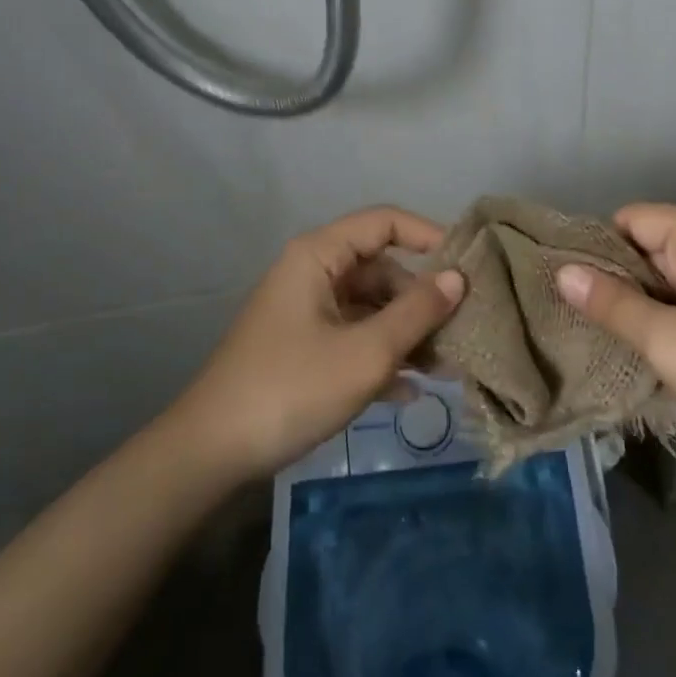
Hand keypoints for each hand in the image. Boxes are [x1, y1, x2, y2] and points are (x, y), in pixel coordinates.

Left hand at [164, 207, 465, 484]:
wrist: (209, 454)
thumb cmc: (291, 389)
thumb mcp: (365, 353)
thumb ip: (416, 312)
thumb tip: (457, 277)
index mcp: (319, 255)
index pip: (384, 222)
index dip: (428, 236)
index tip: (467, 266)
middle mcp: (313, 272)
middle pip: (380, 269)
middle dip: (420, 299)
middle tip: (462, 331)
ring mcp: (306, 310)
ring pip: (370, 306)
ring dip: (405, 333)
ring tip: (445, 367)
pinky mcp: (302, 346)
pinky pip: (352, 336)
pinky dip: (380, 356)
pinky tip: (408, 393)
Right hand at [554, 203, 675, 472]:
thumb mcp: (669, 340)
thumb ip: (612, 304)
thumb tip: (561, 272)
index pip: (629, 220)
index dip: (596, 249)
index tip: (564, 285)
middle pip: (643, 249)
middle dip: (611, 282)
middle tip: (569, 317)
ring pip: (660, 282)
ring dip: (633, 309)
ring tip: (590, 336)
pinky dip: (658, 325)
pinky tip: (630, 352)